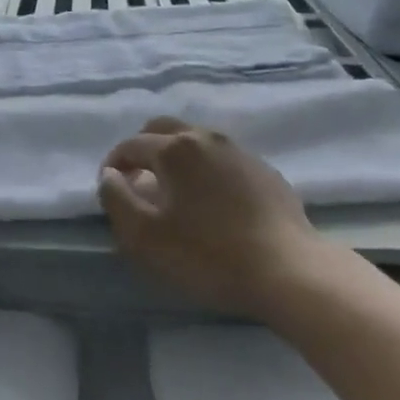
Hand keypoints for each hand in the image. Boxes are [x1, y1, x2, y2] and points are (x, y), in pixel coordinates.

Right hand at [98, 116, 331, 319]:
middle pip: (163, 129)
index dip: (113, 165)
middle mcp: (205, 138)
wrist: (289, 271)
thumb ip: (116, 199)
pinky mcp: (265, 171)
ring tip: (173, 191)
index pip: (130, 145)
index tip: (109, 189)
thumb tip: (110, 176)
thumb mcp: (145, 236)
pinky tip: (211, 201)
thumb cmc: (208, 254)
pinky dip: (205, 169)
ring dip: (175, 157)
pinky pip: (222, 159)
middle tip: (137, 181)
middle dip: (143, 149)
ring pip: (195, 140)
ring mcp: (239, 151)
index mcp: (174, 148)